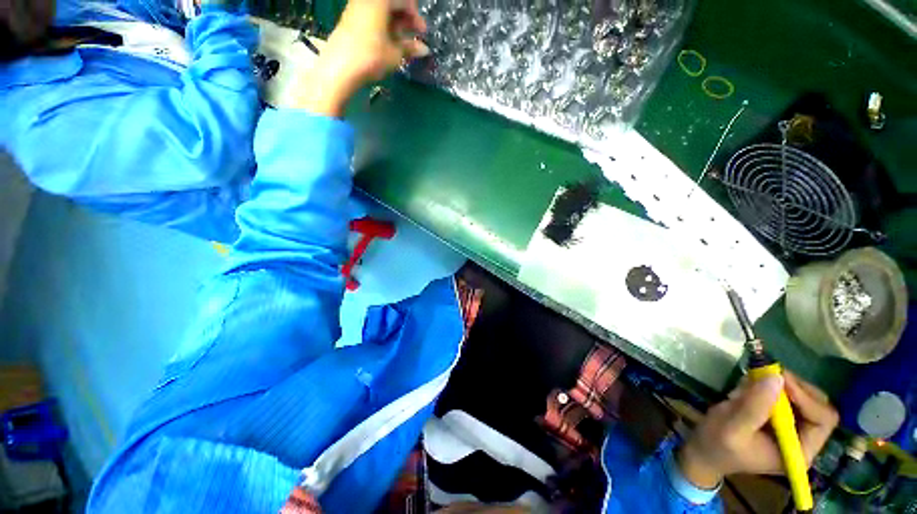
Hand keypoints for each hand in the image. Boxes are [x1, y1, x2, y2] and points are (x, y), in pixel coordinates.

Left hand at [295, 0, 428, 115]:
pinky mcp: (351, 17)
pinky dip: (384, 25)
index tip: (422, 32)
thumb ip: (410, 47)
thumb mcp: (395, 53)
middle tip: (414, 37)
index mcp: (381, 0)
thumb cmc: (372, 56)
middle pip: (392, 3)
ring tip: (402, 42)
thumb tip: (425, 49)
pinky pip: (373, 15)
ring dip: (395, 23)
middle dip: (406, 18)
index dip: (416, 16)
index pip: (405, 0)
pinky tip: (389, 40)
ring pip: (383, 9)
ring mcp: (358, 6)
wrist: (341, 67)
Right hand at [677, 372, 838, 488]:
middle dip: (795, 387)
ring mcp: (792, 428)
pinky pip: (787, 396)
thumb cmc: (717, 443)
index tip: (779, 379)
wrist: (704, 450)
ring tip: (753, 382)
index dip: (806, 397)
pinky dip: (771, 386)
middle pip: (818, 406)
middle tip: (769, 373)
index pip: (822, 420)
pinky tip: (750, 387)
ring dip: (781, 385)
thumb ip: (754, 406)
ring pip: (804, 397)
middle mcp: (803, 439)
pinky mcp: (779, 418)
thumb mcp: (732, 426)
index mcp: (799, 451)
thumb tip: (776, 378)